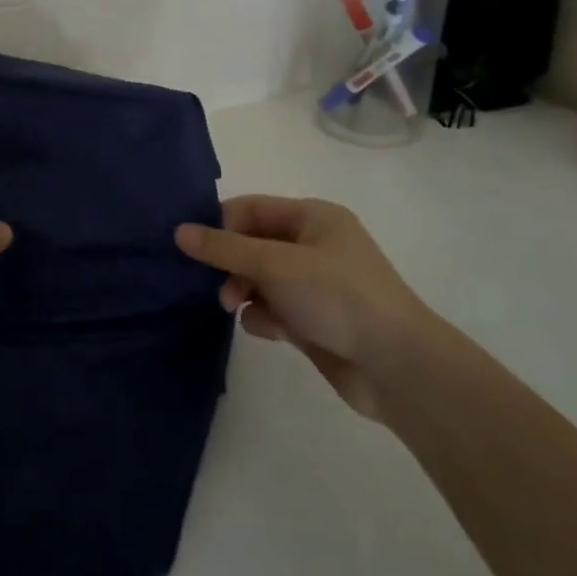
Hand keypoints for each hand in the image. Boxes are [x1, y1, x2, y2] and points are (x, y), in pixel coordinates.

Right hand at [176, 195, 432, 418]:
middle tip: (217, 286)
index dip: (220, 224)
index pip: (251, 208)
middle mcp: (315, 245)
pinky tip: (268, 331)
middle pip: (253, 244)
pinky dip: (264, 318)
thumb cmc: (338, 297)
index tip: (192, 248)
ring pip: (260, 279)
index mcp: (314, 217)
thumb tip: (179, 231)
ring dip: (242, 292)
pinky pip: (274, 309)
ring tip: (235, 308)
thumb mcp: (275, 264)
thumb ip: (225, 248)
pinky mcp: (315, 320)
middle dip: (230, 263)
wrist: (397, 367)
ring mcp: (316, 285)